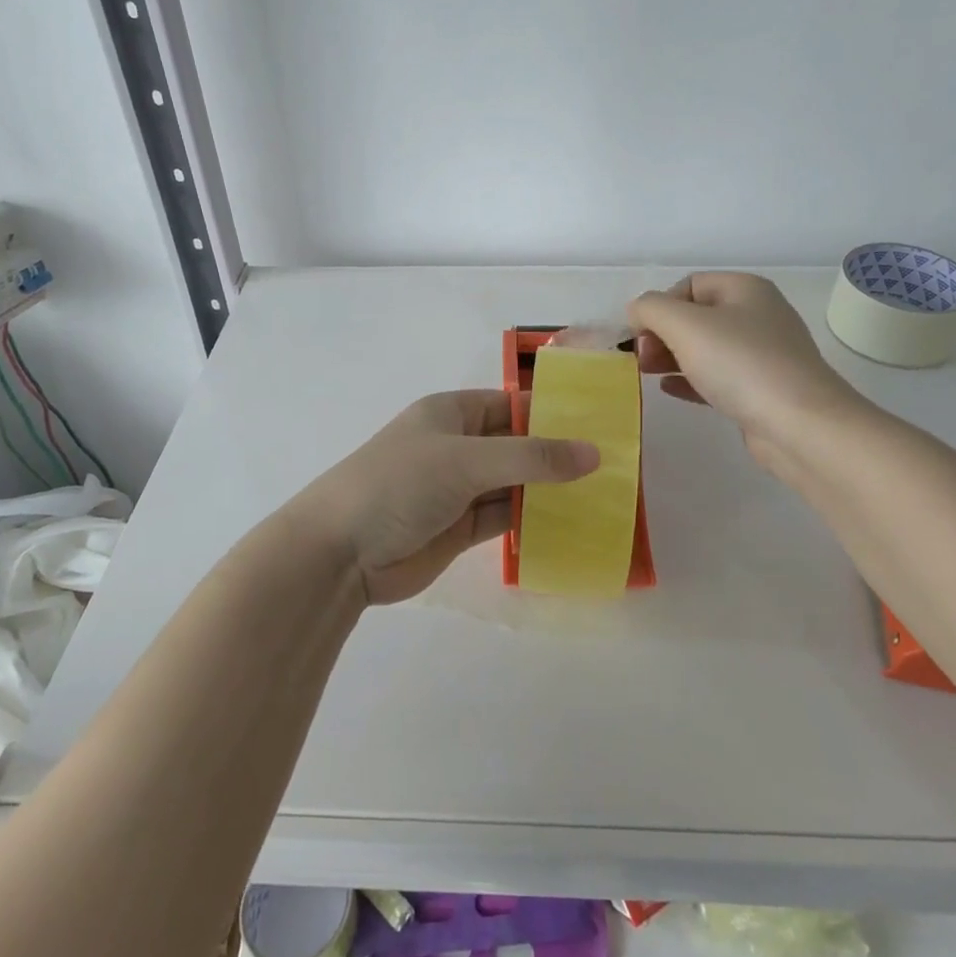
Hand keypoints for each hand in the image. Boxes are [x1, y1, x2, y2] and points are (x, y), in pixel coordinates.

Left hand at [294, 391, 598, 605]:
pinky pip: (505, 516)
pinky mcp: (460, 527)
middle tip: (615, 465)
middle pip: (518, 445)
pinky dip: (532, 519)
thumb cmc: (399, 484)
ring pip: (515, 483)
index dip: (554, 412)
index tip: (602, 425)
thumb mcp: (466, 460)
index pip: (512, 405)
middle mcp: (458, 446)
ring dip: (549, 489)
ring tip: (604, 494)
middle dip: (558, 454)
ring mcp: (458, 488)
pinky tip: (569, 524)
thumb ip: (531, 458)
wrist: (340, 552)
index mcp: (452, 413)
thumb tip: (594, 453)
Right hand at [628, 272, 862, 474]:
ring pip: (705, 348)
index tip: (641, 335)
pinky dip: (690, 379)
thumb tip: (637, 312)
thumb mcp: (685, 325)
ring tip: (647, 374)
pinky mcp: (761, 390)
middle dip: (662, 333)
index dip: (659, 305)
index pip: (689, 285)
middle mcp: (757, 315)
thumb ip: (651, 309)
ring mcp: (762, 355)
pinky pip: (717, 377)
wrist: (800, 426)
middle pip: (695, 317)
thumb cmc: (741, 364)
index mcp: (745, 289)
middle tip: (641, 358)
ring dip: (672, 357)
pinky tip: (669, 389)